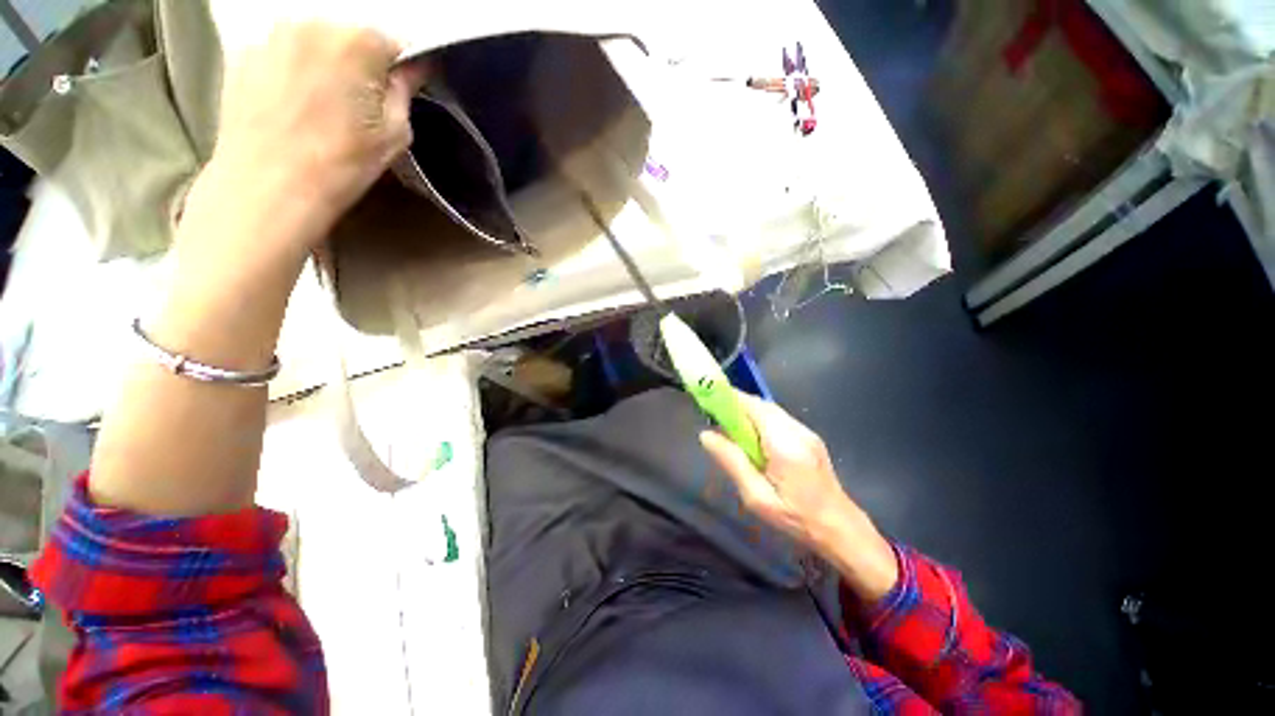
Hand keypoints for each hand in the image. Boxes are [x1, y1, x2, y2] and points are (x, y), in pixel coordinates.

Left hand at [204, 23, 423, 249]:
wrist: (267, 186)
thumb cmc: (342, 163)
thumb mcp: (394, 134)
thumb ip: (405, 91)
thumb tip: (413, 69)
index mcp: (358, 40)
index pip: (395, 44)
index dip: (401, 71)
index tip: (398, 94)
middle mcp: (313, 22)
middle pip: (351, 36)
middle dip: (361, 63)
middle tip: (358, 105)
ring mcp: (272, 35)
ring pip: (314, 42)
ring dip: (325, 64)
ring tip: (321, 106)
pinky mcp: (243, 53)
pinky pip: (282, 53)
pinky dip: (292, 71)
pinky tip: (292, 105)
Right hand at [700, 393, 898, 601]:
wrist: (840, 528)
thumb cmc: (796, 518)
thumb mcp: (757, 497)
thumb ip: (732, 462)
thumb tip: (706, 435)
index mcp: (784, 444)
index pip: (753, 407)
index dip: (730, 398)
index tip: (709, 399)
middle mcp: (797, 431)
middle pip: (761, 405)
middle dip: (737, 406)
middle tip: (717, 420)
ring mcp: (806, 432)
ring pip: (770, 411)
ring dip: (749, 414)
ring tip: (733, 433)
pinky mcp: (809, 437)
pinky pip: (779, 420)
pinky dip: (761, 422)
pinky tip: (755, 442)